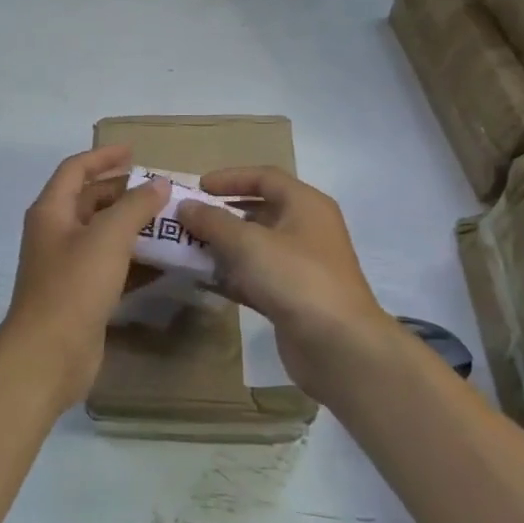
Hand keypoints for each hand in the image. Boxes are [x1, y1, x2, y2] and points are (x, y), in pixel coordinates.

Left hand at [0, 147, 169, 410]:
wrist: (48, 355)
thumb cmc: (74, 286)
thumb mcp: (108, 238)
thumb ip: (135, 206)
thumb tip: (157, 184)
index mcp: (52, 211)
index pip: (76, 169)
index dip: (104, 157)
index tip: (136, 152)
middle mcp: (56, 233)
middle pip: (92, 201)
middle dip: (126, 193)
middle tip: (163, 191)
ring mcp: (67, 265)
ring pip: (104, 235)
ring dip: (134, 227)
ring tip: (172, 222)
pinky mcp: (82, 294)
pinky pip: (112, 266)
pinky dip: (135, 259)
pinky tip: (165, 262)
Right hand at [176, 167, 400, 401]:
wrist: (338, 346)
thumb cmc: (294, 278)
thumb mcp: (247, 243)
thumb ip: (212, 221)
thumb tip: (186, 206)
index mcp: (305, 205)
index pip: (265, 177)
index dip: (230, 178)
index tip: (197, 187)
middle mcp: (307, 229)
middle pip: (260, 211)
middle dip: (222, 214)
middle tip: (189, 219)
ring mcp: (302, 265)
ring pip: (256, 246)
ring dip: (224, 246)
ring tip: (189, 248)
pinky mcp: (294, 297)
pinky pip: (257, 276)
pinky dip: (233, 275)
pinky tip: (205, 280)